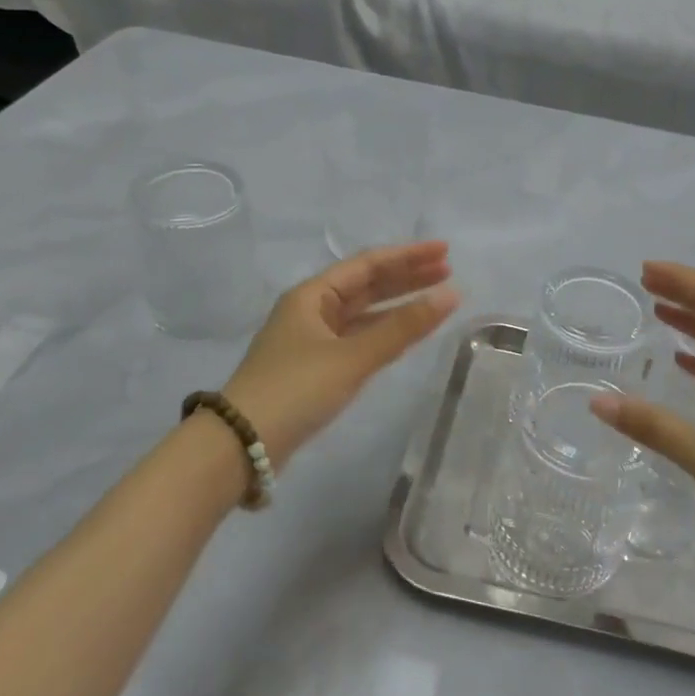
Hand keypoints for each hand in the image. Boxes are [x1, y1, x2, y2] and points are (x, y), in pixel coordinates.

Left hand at [222, 241, 459, 466]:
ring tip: (436, 297)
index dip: (408, 256)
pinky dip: (384, 331)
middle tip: (448, 270)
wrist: (243, 443)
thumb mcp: (352, 356)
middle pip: (366, 285)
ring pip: (363, 313)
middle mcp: (312, 310)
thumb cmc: (296, 389)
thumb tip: (451, 296)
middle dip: (406, 276)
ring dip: (398, 304)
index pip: (368, 264)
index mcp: (313, 295)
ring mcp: (313, 339)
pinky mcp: (317, 367)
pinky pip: (358, 337)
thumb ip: (402, 327)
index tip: (444, 252)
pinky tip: (406, 332)